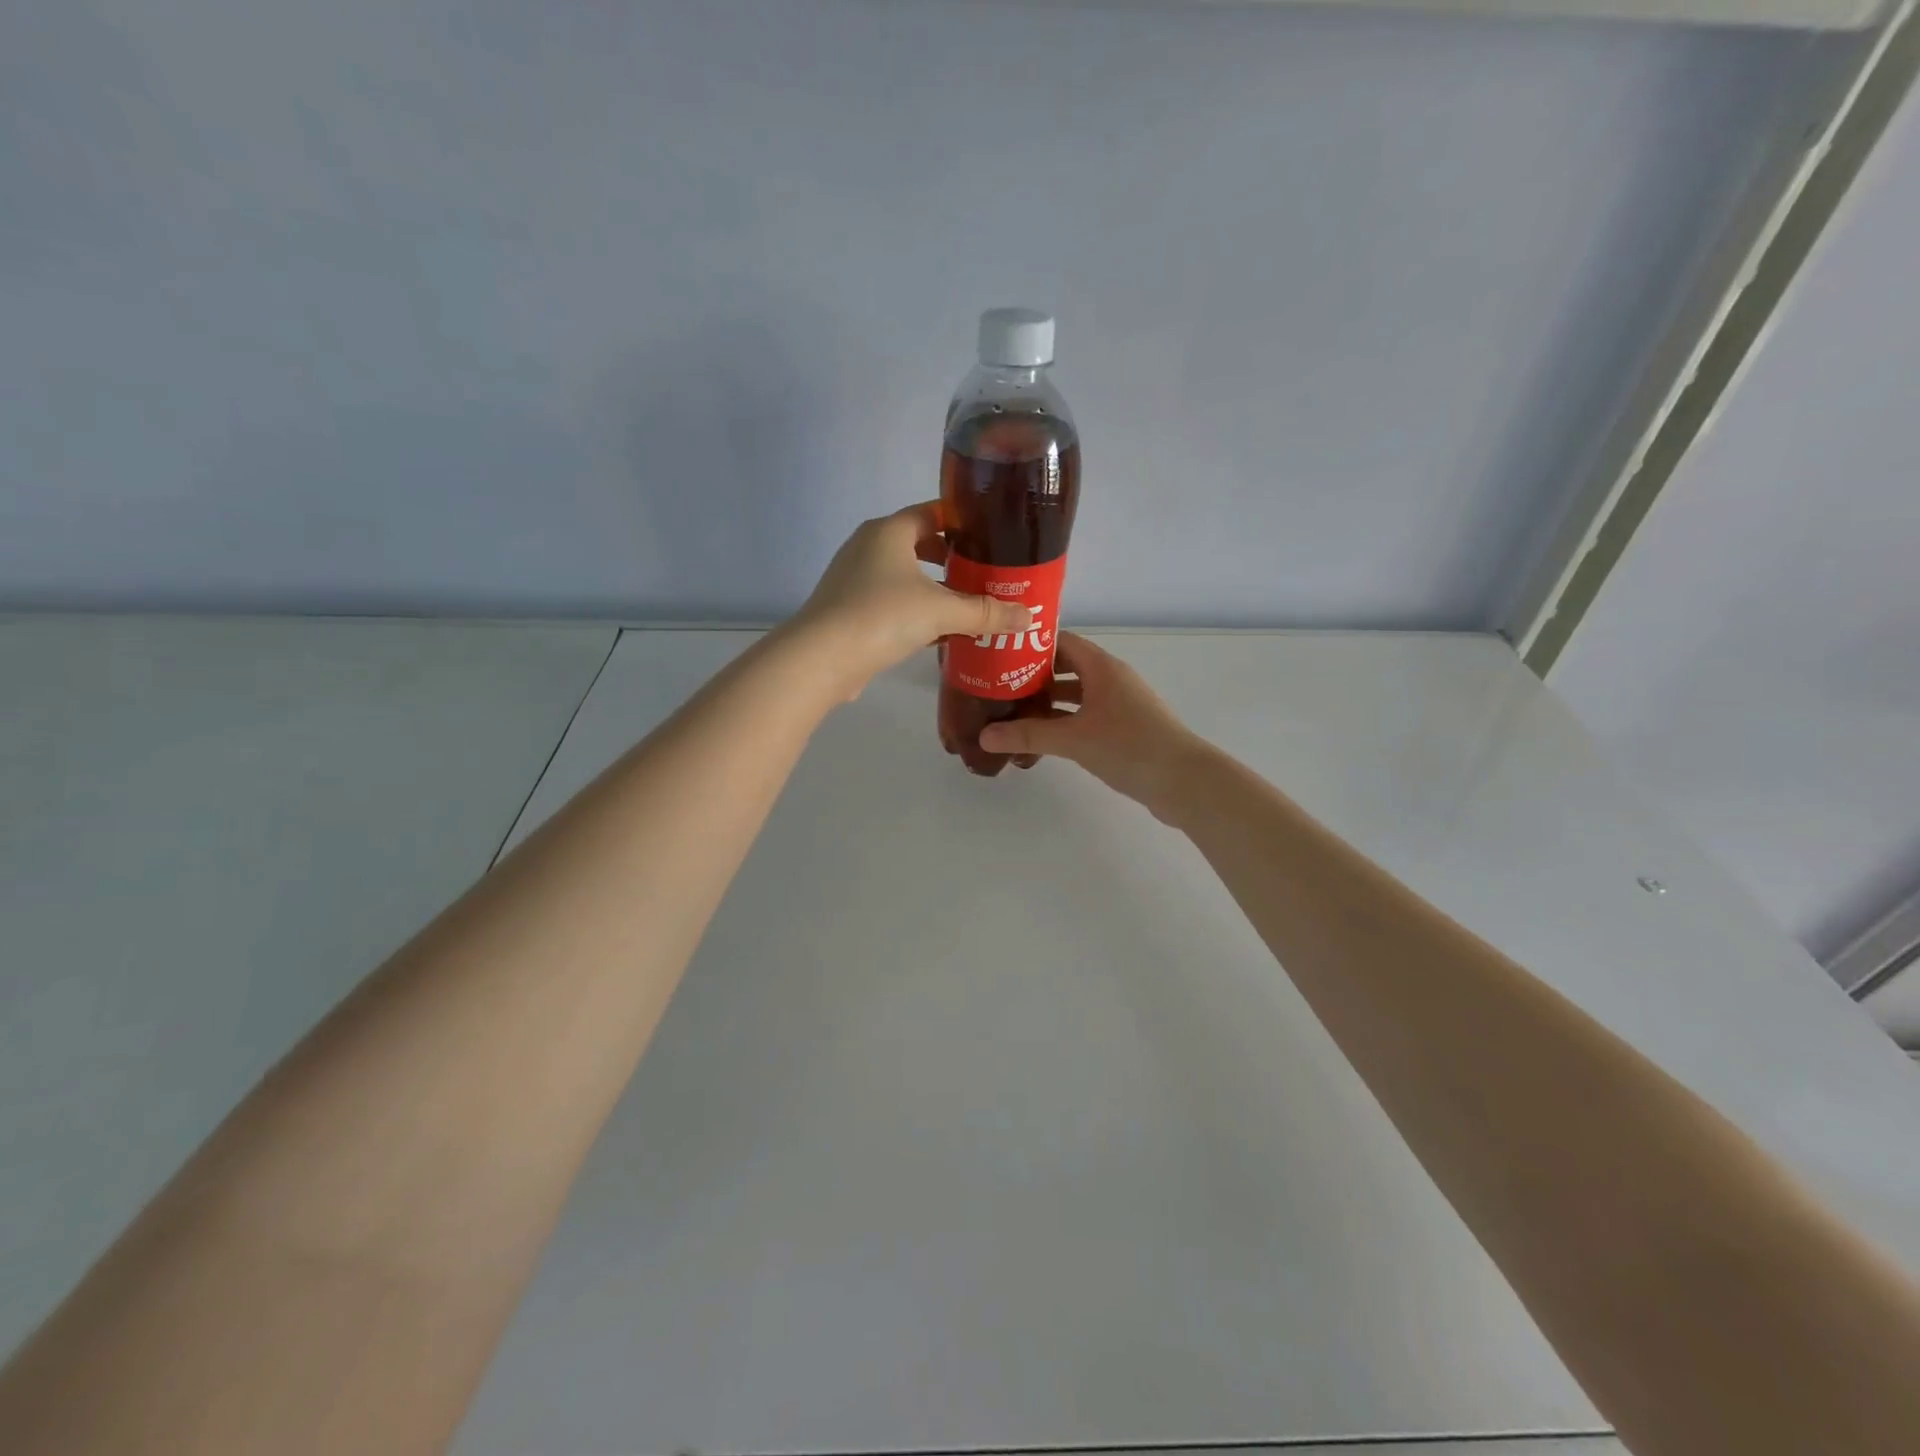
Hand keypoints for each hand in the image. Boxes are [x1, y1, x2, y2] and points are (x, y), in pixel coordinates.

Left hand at [789, 502, 1033, 697]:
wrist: (821, 659)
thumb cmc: (881, 616)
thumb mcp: (940, 611)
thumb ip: (985, 612)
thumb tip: (1029, 616)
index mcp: (888, 532)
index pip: (932, 512)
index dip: (963, 521)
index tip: (993, 535)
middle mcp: (868, 547)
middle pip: (919, 545)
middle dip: (953, 560)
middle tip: (987, 575)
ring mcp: (855, 580)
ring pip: (906, 578)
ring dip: (935, 590)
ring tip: (970, 606)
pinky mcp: (850, 611)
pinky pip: (892, 604)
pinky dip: (916, 613)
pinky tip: (940, 634)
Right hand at [978, 634, 1210, 818]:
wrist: (1184, 782)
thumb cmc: (1129, 746)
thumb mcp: (1073, 739)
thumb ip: (1028, 736)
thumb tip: (985, 735)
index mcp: (1102, 667)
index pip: (1060, 642)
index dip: (1030, 646)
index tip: (998, 656)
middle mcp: (1112, 679)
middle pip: (1066, 668)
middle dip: (1034, 677)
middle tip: (998, 688)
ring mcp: (1121, 704)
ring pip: (1077, 695)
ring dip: (1048, 702)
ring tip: (1013, 713)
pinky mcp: (1125, 729)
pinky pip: (1087, 716)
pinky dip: (1065, 722)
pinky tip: (1043, 739)